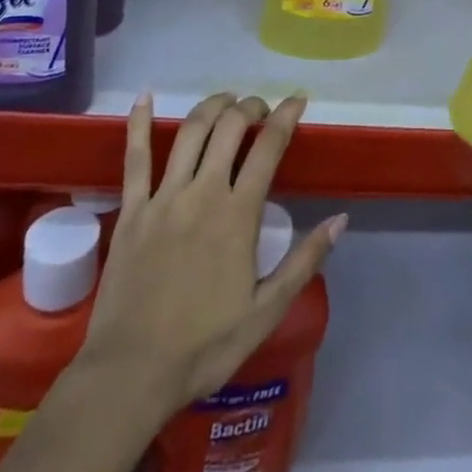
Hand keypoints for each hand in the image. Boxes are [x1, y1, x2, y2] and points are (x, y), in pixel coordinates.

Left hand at [77, 92, 344, 421]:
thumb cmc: (204, 346)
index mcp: (237, 214)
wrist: (131, 375)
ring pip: (190, 132)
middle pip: (229, 128)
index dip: (286, 116)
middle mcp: (202, 192)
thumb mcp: (266, 311)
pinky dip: (138, 123)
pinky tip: (144, 96)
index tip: (297, 100)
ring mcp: (163, 198)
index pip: (268, 147)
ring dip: (212, 106)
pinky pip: (134, 158)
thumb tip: (340, 220)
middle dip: (250, 107)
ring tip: (226, 101)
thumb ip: (304, 261)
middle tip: (260, 109)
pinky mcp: (131, 210)